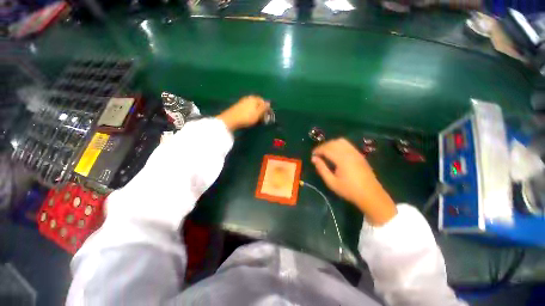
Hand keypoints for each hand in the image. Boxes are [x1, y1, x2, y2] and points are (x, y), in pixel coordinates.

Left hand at [216, 95, 270, 131]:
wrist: (231, 120)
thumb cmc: (247, 117)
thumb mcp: (258, 113)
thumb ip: (263, 108)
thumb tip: (268, 102)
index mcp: (254, 98)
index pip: (263, 101)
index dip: (266, 107)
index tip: (268, 114)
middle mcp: (248, 98)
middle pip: (257, 102)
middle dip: (261, 109)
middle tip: (262, 117)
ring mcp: (242, 102)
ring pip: (252, 105)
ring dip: (255, 111)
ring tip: (256, 118)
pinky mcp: (238, 106)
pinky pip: (247, 108)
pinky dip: (250, 112)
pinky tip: (249, 117)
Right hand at [312, 138, 396, 225]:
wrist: (371, 195)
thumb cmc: (349, 190)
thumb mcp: (331, 182)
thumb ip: (321, 169)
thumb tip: (314, 159)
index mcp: (342, 159)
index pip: (327, 149)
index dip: (318, 150)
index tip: (312, 155)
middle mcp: (349, 152)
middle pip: (333, 143)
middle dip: (323, 146)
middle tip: (317, 154)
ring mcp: (356, 152)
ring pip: (341, 141)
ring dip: (331, 144)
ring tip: (326, 152)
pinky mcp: (359, 154)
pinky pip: (347, 144)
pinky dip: (338, 145)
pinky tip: (336, 153)